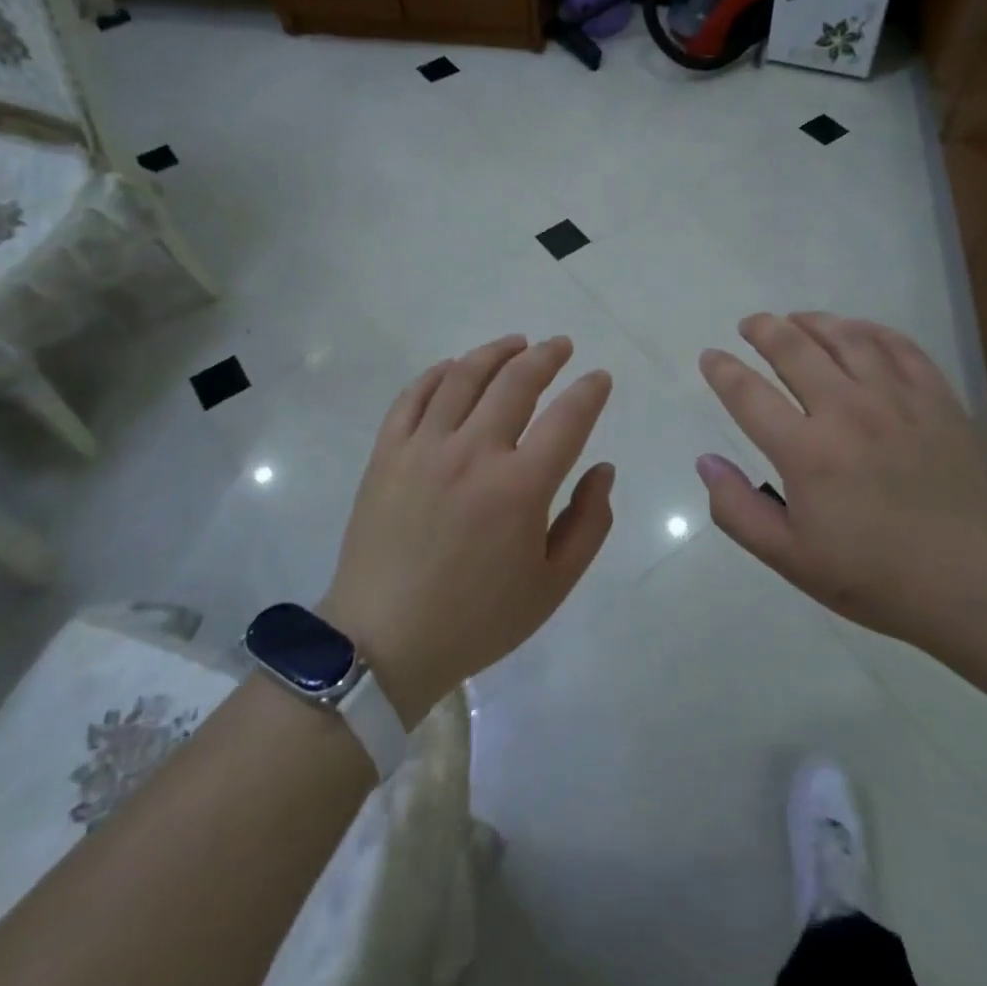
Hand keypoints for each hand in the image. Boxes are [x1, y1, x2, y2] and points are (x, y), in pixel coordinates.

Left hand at [320, 335, 613, 727]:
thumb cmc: (477, 618)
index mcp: (520, 487)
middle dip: (546, 356)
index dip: (590, 390)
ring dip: (496, 352)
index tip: (599, 377)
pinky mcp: (388, 453)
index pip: (568, 418)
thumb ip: (589, 523)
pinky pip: (414, 395)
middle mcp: (474, 453)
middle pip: (517, 382)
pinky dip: (438, 372)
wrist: (383, 641)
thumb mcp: (552, 586)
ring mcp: (425, 447)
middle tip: (561, 346)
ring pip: (464, 376)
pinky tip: (455, 367)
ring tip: (516, 344)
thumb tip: (603, 469)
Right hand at [695, 312, 986, 653]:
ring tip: (796, 320)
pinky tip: (857, 331)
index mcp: (806, 452)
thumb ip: (738, 510)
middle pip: (794, 348)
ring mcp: (896, 398)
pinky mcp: (935, 398)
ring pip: (845, 337)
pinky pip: (898, 346)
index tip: (710, 357)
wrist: (975, 582)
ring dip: (813, 321)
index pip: (748, 394)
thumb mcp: (790, 559)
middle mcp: (846, 411)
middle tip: (750, 324)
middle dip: (764, 329)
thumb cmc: (875, 576)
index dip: (722, 370)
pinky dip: (870, 330)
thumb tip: (706, 461)